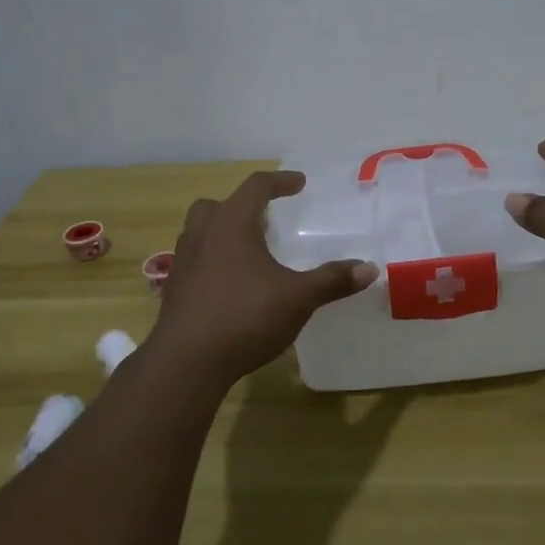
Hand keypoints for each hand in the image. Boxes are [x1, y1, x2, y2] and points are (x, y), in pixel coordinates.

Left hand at [149, 171, 377, 391]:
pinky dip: (213, 261)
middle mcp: (202, 234)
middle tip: (265, 220)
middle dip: (242, 206)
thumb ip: (332, 280)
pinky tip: (232, 285)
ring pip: (200, 231)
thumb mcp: (298, 298)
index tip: (299, 183)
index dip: (280, 182)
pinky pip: (195, 260)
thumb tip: (370, 269)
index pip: (256, 187)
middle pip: (218, 205)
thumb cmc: (245, 317)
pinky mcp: (174, 290)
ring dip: (223, 232)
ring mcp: (183, 262)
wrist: (187, 362)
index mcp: (231, 223)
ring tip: (249, 251)